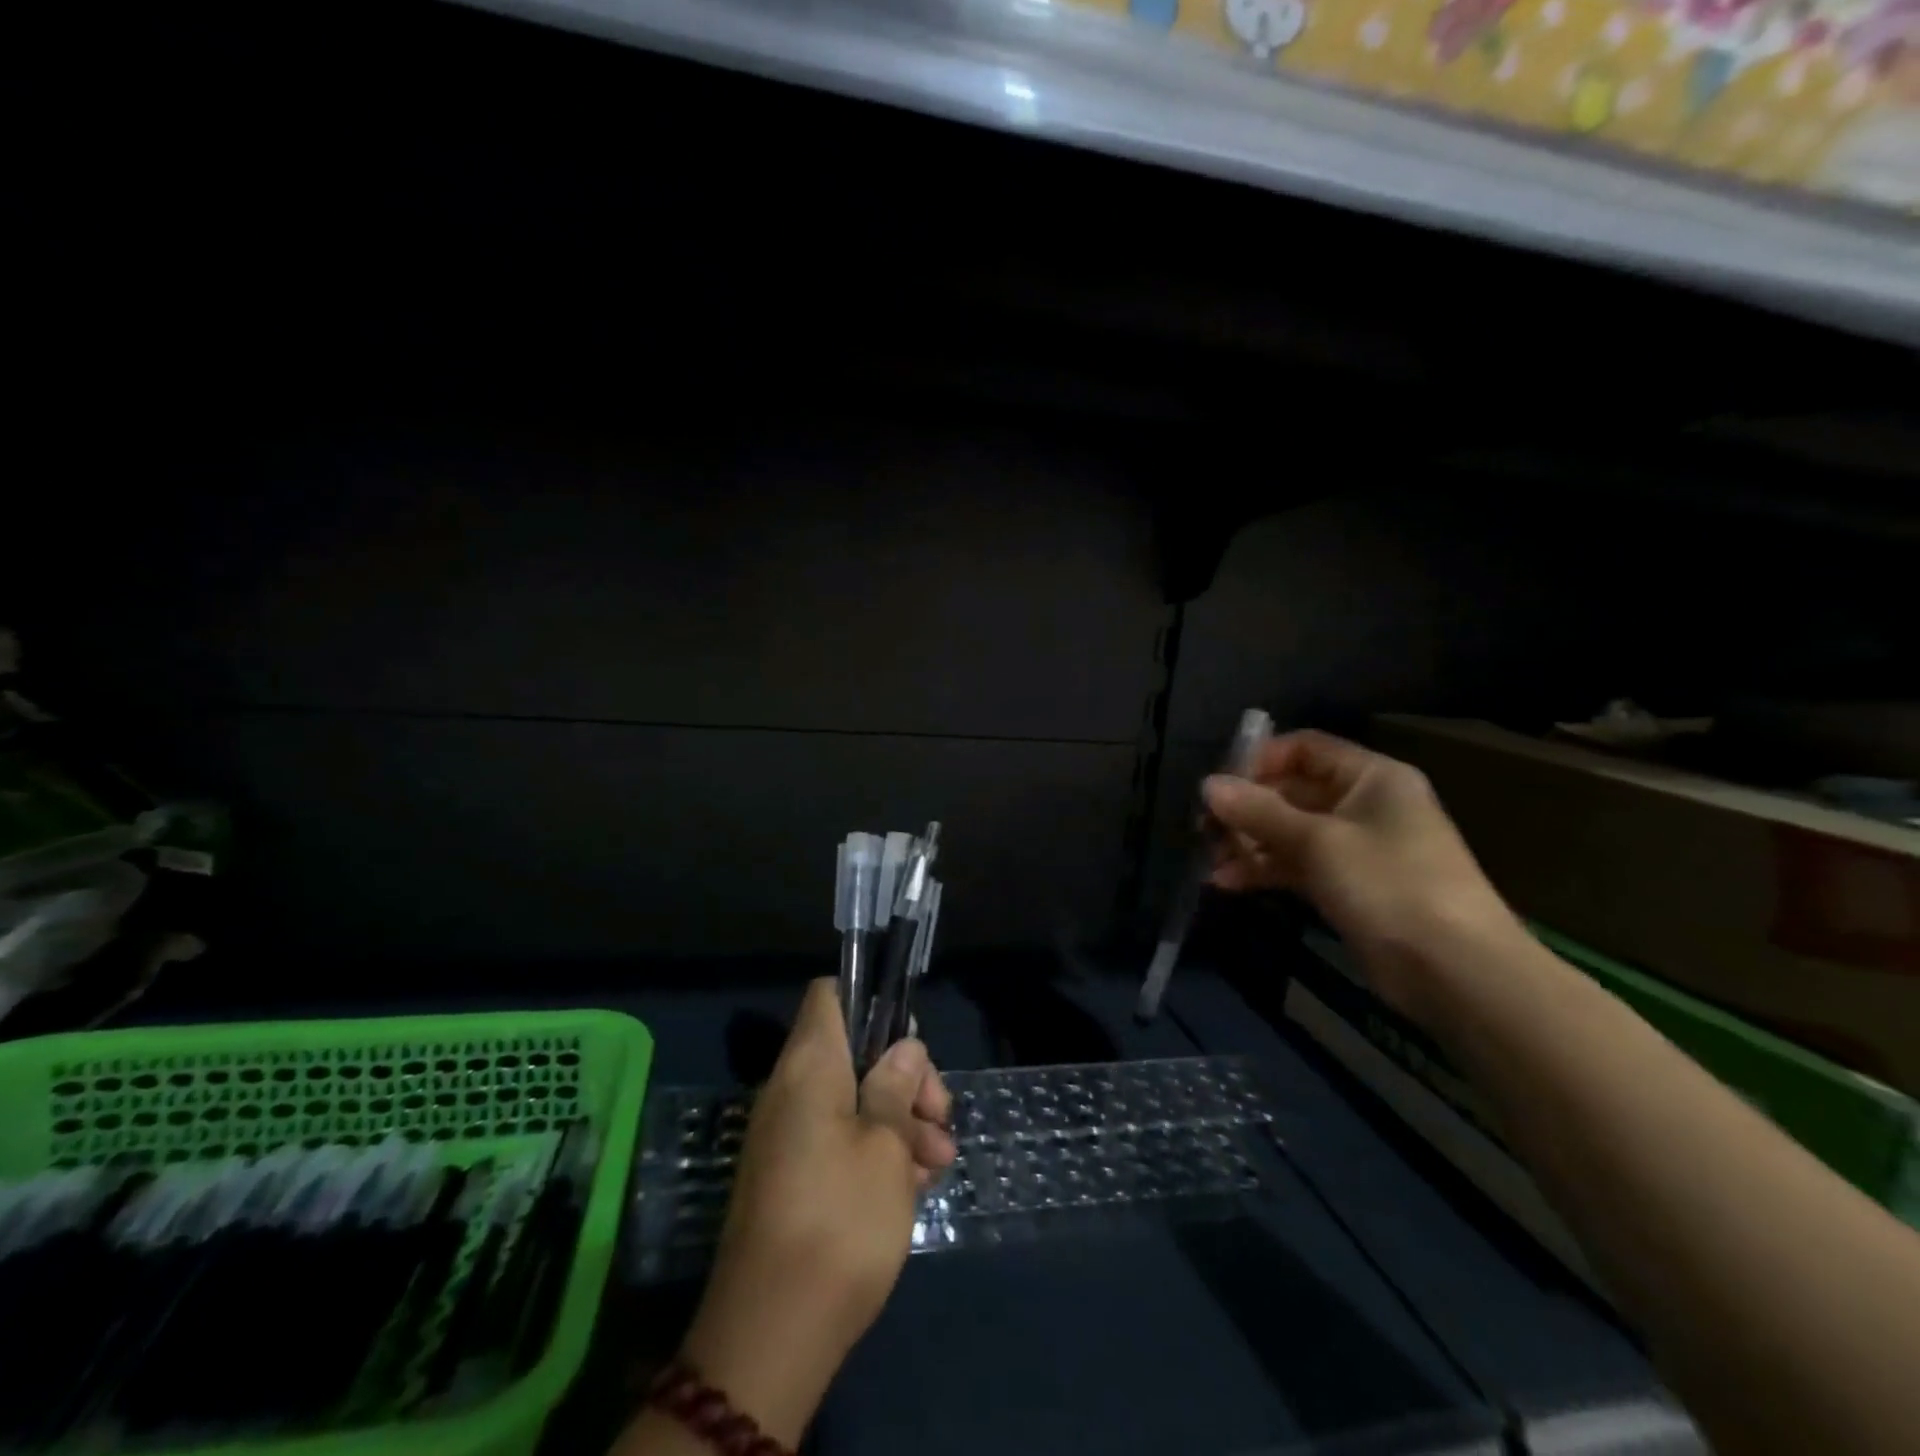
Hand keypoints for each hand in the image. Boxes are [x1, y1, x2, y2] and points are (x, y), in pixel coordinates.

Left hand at [677, 979, 955, 1444]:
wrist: (771, 1336)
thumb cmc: (840, 1220)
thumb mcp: (887, 1145)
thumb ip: (897, 1085)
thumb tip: (903, 1047)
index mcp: (809, 1066)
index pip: (830, 995)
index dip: (871, 1001)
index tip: (910, 1038)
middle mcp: (791, 1091)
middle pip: (854, 1051)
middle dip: (904, 1077)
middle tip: (941, 1116)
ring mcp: (788, 1137)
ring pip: (853, 1100)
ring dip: (900, 1121)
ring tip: (939, 1164)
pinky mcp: (792, 1178)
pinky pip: (839, 1140)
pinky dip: (877, 1151)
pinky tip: (913, 1187)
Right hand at [1203, 729, 1524, 1020]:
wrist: (1456, 972)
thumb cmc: (1390, 885)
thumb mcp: (1318, 842)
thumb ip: (1259, 811)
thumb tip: (1207, 784)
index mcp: (1370, 777)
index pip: (1304, 748)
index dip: (1259, 761)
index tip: (1219, 786)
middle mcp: (1363, 804)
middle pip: (1291, 791)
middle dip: (1245, 809)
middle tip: (1204, 829)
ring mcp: (1355, 848)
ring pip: (1288, 832)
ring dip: (1248, 843)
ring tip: (1211, 861)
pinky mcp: (1348, 886)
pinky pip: (1296, 866)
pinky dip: (1264, 871)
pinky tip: (1226, 883)